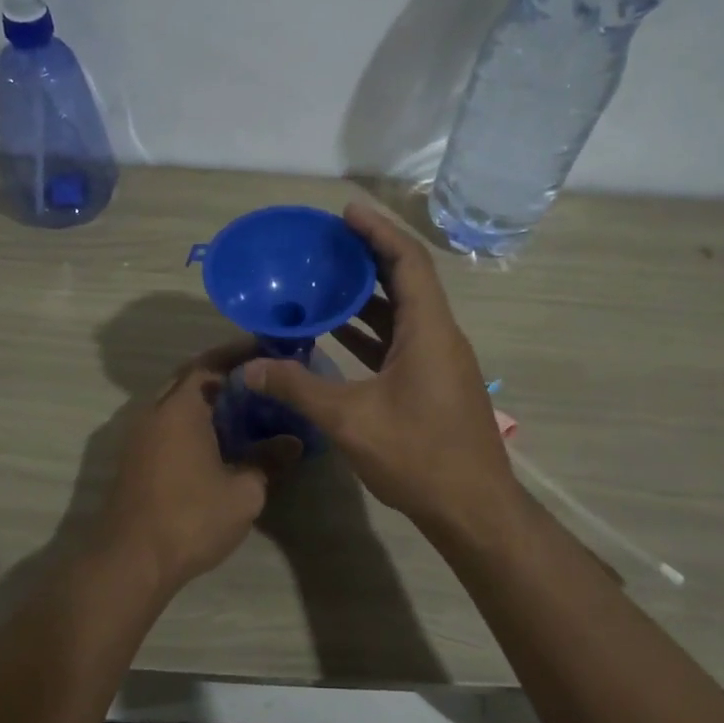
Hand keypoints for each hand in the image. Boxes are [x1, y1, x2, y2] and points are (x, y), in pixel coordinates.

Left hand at [98, 341, 301, 594]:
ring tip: (244, 404)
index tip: (267, 350)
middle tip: (259, 376)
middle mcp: (154, 411)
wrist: (131, 560)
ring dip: (205, 397)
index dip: (239, 354)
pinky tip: (217, 437)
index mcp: (180, 408)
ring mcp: (139, 435)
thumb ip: (268, 459)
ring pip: (176, 401)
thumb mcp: (244, 491)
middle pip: (190, 378)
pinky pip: (167, 423)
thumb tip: (292, 442)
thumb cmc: (191, 518)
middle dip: (223, 372)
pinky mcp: (135, 458)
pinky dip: (192, 419)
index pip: (210, 363)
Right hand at [242, 205, 519, 531]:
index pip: (408, 262)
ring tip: (326, 279)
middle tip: (329, 242)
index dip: (378, 231)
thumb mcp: (351, 420)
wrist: (472, 509)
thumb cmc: (419, 456)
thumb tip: (250, 367)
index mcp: (429, 330)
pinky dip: (371, 330)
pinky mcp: (433, 383)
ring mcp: (439, 361)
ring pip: (403, 312)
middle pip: (407, 279)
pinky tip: (337, 334)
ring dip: (369, 294)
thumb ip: (299, 388)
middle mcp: (439, 336)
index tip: (346, 212)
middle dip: (370, 256)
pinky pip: (400, 341)